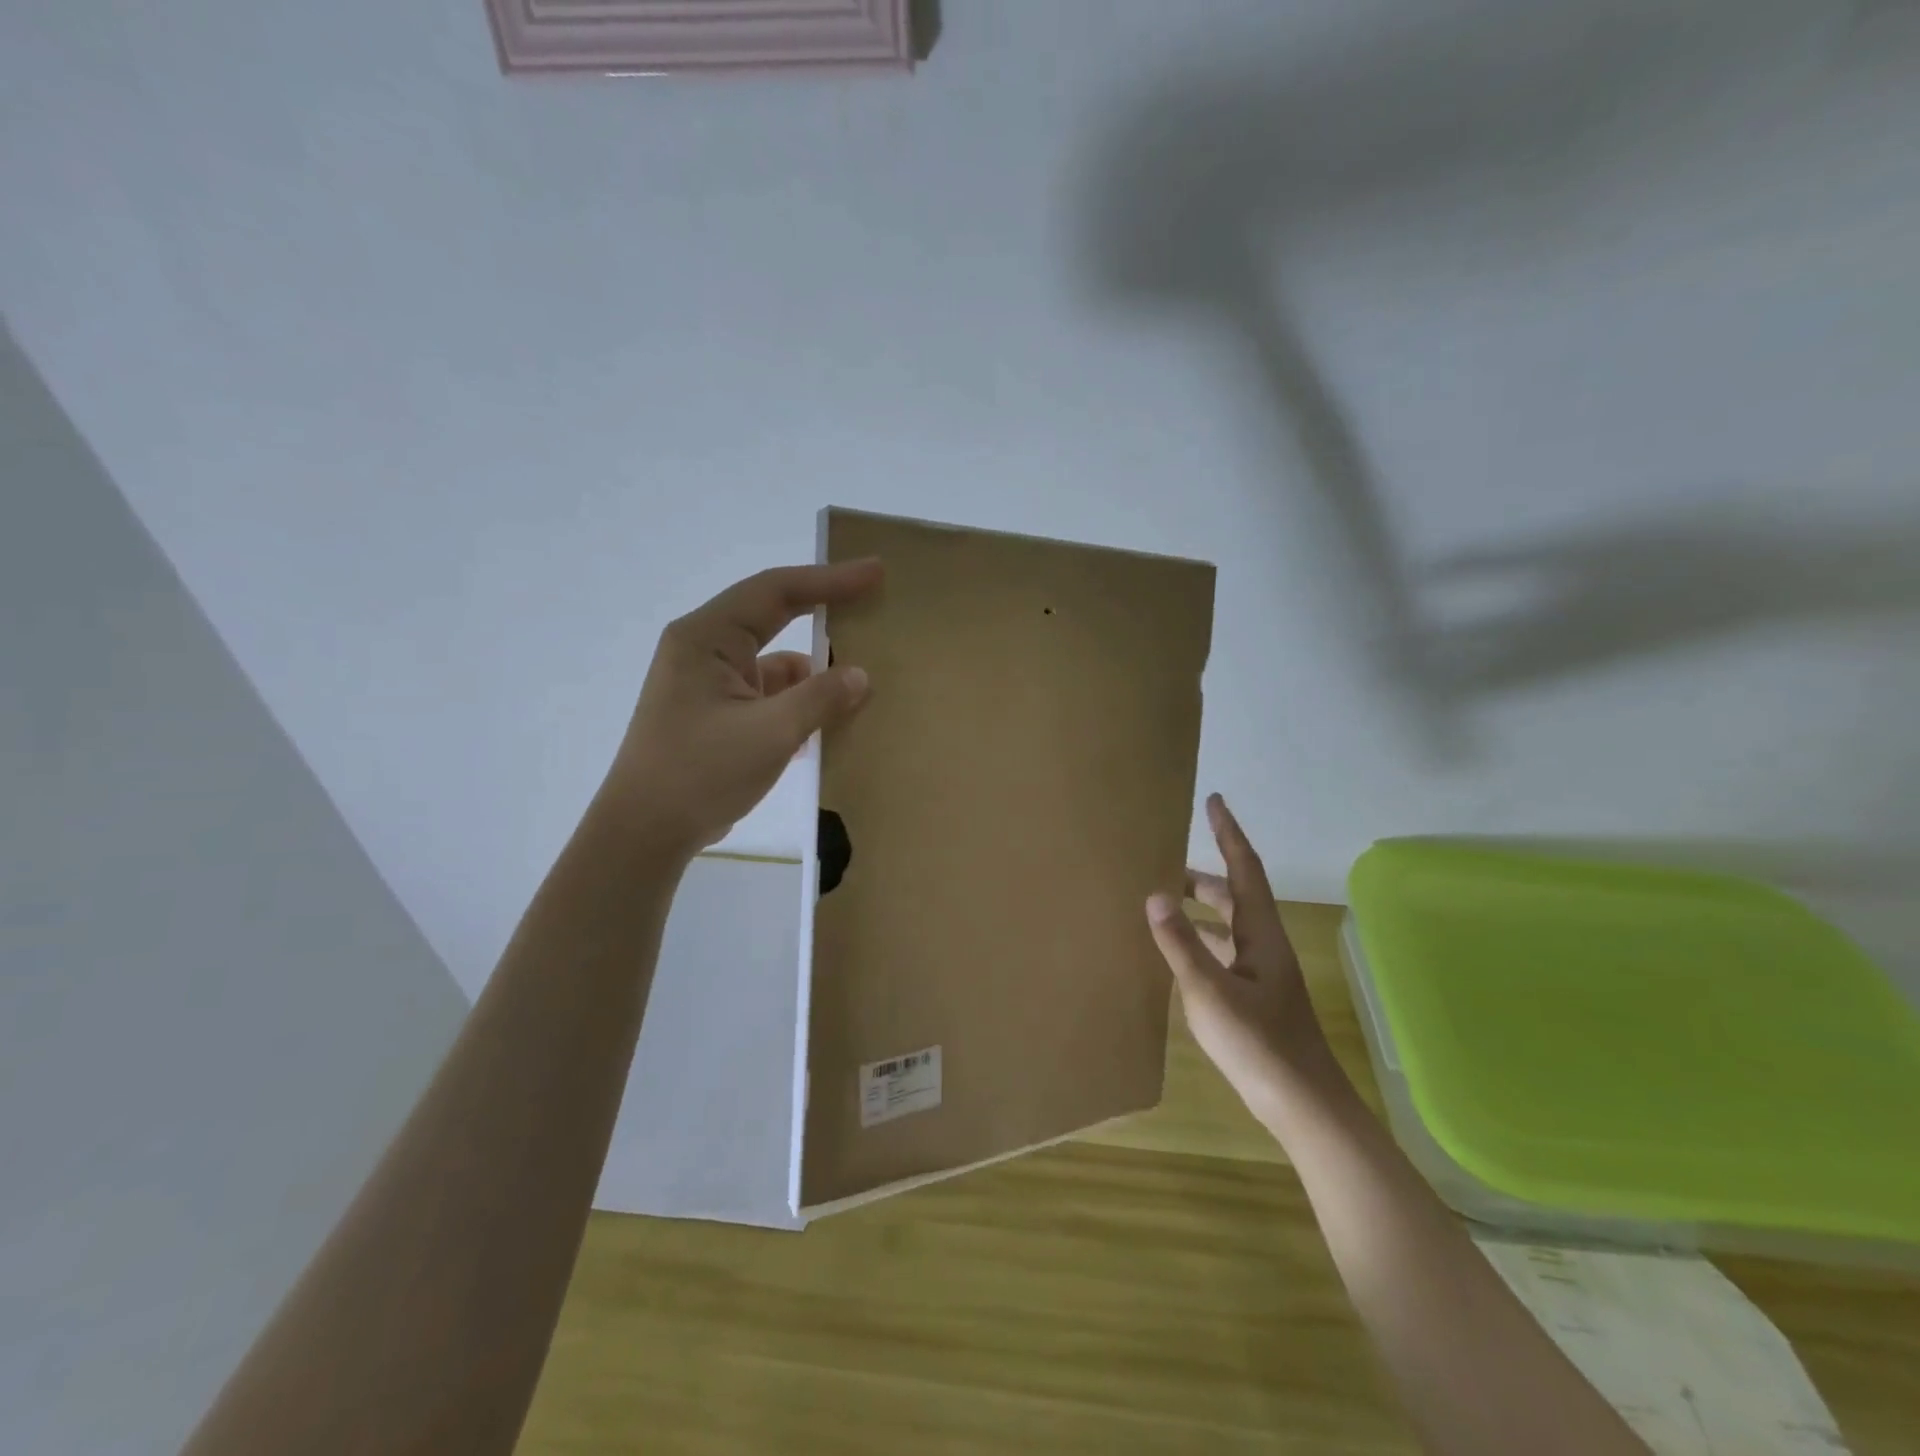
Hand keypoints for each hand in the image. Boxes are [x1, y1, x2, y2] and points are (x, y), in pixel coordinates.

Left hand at [601, 560, 882, 858]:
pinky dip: (798, 705)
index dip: (829, 579)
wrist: (644, 834)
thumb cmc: (700, 772)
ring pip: (775, 664)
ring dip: (813, 675)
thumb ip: (820, 698)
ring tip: (861, 685)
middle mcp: (705, 650)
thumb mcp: (770, 733)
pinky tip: (828, 726)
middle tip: (873, 603)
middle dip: (823, 613)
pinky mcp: (716, 715)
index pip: (775, 591)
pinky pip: (768, 696)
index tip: (874, 572)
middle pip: (774, 617)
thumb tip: (860, 676)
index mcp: (706, 637)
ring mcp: (709, 684)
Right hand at [1146, 794, 1337, 1115]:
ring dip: (1200, 909)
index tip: (1214, 800)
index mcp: (1260, 933)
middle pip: (1234, 894)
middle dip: (1203, 874)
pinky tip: (1177, 955)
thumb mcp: (1210, 991)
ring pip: (1228, 926)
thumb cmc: (1259, 1044)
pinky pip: (1223, 953)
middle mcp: (1264, 945)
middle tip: (1164, 863)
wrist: (1303, 1105)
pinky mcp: (1254, 997)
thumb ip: (1181, 944)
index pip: (1244, 868)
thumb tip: (1155, 894)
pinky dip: (1200, 942)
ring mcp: (1261, 973)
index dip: (1228, 833)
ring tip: (1162, 903)